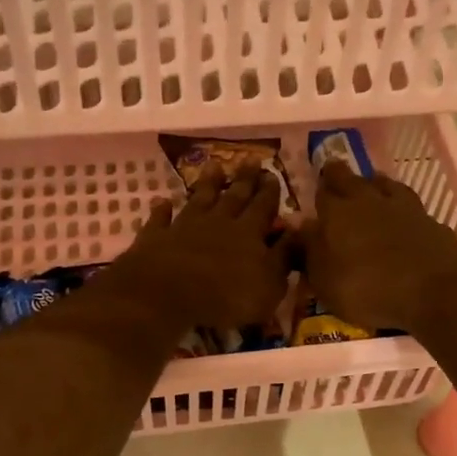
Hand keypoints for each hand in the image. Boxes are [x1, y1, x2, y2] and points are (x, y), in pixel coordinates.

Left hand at [110, 166, 291, 328]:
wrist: (168, 294)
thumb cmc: (227, 296)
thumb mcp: (270, 283)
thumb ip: (285, 255)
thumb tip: (300, 229)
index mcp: (249, 233)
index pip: (263, 207)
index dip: (270, 192)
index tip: (273, 174)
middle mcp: (218, 222)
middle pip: (234, 196)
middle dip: (244, 179)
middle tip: (251, 160)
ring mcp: (185, 227)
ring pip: (199, 199)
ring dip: (207, 183)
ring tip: (214, 165)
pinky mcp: (157, 238)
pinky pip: (161, 220)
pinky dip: (162, 210)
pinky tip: (163, 202)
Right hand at [303, 162, 456, 332]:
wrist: (433, 293)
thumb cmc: (367, 290)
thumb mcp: (325, 281)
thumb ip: (309, 251)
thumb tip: (299, 225)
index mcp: (337, 213)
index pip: (322, 192)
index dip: (317, 189)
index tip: (315, 191)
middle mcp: (369, 201)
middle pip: (351, 179)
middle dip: (339, 176)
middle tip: (334, 176)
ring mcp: (404, 207)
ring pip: (385, 184)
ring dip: (374, 184)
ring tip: (370, 187)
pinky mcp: (431, 222)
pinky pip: (411, 207)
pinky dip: (403, 209)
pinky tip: (404, 218)